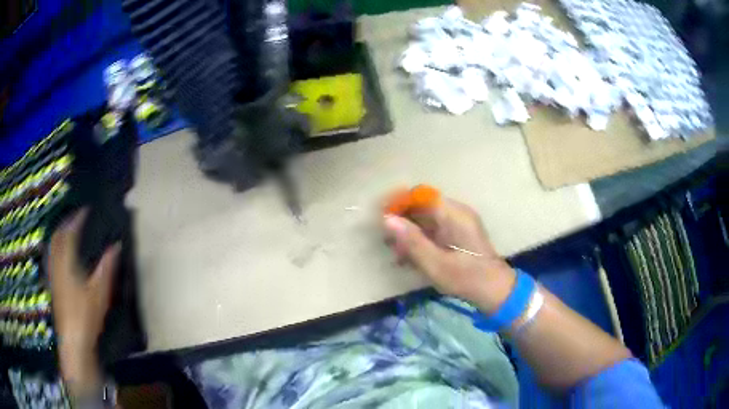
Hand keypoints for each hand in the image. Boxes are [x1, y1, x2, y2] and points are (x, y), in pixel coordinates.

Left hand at [47, 209, 119, 393]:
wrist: (74, 341)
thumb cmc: (86, 315)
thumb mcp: (100, 292)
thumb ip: (106, 267)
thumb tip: (116, 246)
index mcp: (67, 263)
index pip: (70, 233)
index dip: (77, 219)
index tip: (86, 210)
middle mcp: (57, 265)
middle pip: (57, 237)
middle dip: (66, 224)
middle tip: (76, 219)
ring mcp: (54, 276)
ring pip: (53, 248)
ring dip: (60, 235)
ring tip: (68, 232)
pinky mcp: (54, 286)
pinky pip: (52, 259)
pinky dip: (57, 249)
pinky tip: (62, 256)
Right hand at [383, 198, 515, 312]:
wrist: (495, 290)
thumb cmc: (466, 278)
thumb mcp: (435, 263)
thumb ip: (412, 241)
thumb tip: (387, 219)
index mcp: (453, 214)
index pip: (421, 195)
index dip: (399, 201)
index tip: (381, 215)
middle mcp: (457, 213)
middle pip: (423, 206)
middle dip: (402, 220)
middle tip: (385, 239)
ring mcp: (459, 223)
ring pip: (427, 219)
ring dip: (409, 232)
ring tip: (395, 253)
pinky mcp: (459, 235)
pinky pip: (434, 230)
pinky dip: (420, 240)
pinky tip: (409, 258)